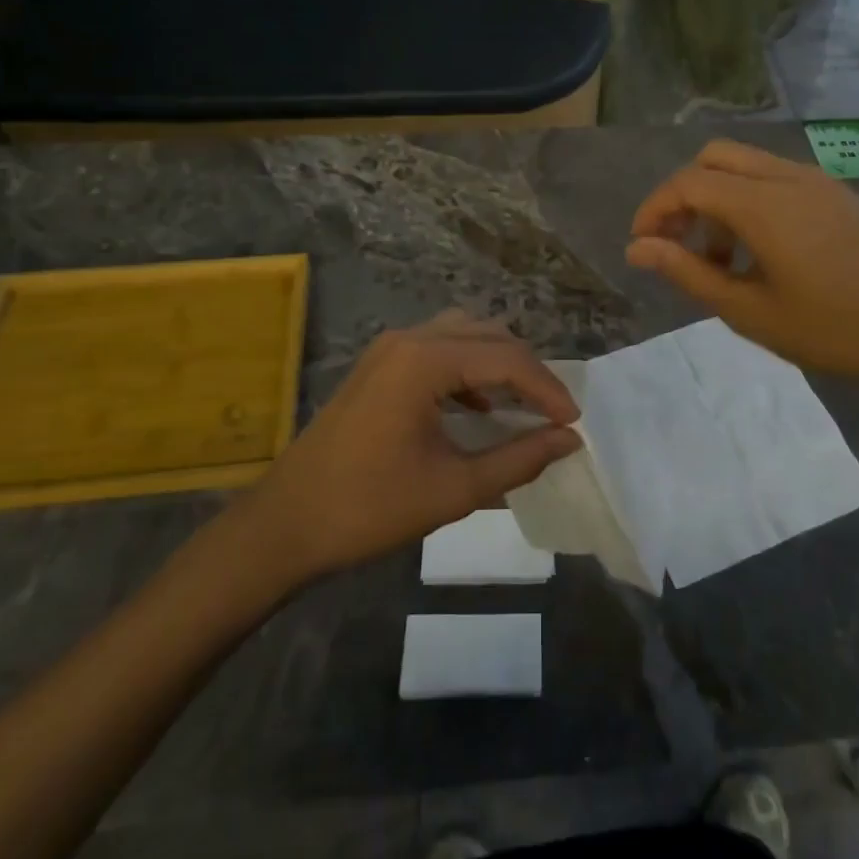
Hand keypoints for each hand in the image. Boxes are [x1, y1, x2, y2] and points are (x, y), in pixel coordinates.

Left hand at [250, 313, 581, 582]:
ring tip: (523, 404)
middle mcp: (410, 339)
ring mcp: (389, 347)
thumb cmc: (369, 508)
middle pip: (488, 336)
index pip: (507, 359)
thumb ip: (518, 460)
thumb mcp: (453, 489)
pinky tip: (477, 407)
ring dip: (498, 363)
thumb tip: (568, 441)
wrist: (285, 524)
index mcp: (426, 361)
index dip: (547, 389)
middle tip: (553, 414)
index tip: (573, 424)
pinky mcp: (379, 363)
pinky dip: (468, 368)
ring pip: (464, 334)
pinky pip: (438, 347)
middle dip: (527, 371)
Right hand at [626, 139, 858, 388]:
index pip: (688, 183)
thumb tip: (637, 248)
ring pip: (745, 165)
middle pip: (713, 158)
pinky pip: (776, 178)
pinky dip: (750, 200)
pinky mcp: (837, 192)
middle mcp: (787, 177)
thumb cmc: (833, 330)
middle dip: (684, 194)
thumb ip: (688, 272)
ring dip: (718, 199)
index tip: (642, 244)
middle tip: (678, 242)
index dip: (655, 208)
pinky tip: (762, 251)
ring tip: (721, 260)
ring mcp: (817, 180)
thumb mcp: (749, 311)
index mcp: (763, 204)